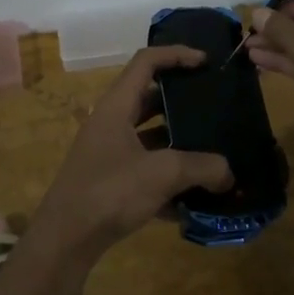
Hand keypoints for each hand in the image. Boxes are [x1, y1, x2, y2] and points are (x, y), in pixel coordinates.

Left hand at [30, 46, 232, 263]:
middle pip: (150, 98)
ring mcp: (109, 153)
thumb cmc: (109, 191)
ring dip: (179, 143)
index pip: (146, 62)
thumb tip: (228, 172)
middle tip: (214, 107)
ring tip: (213, 152)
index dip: (176, 54)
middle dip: (182, 101)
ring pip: (149, 136)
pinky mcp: (110, 182)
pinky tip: (195, 200)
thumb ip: (200, 167)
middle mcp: (111, 123)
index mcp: (116, 106)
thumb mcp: (161, 174)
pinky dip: (169, 179)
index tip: (206, 62)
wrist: (65, 240)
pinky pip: (146, 170)